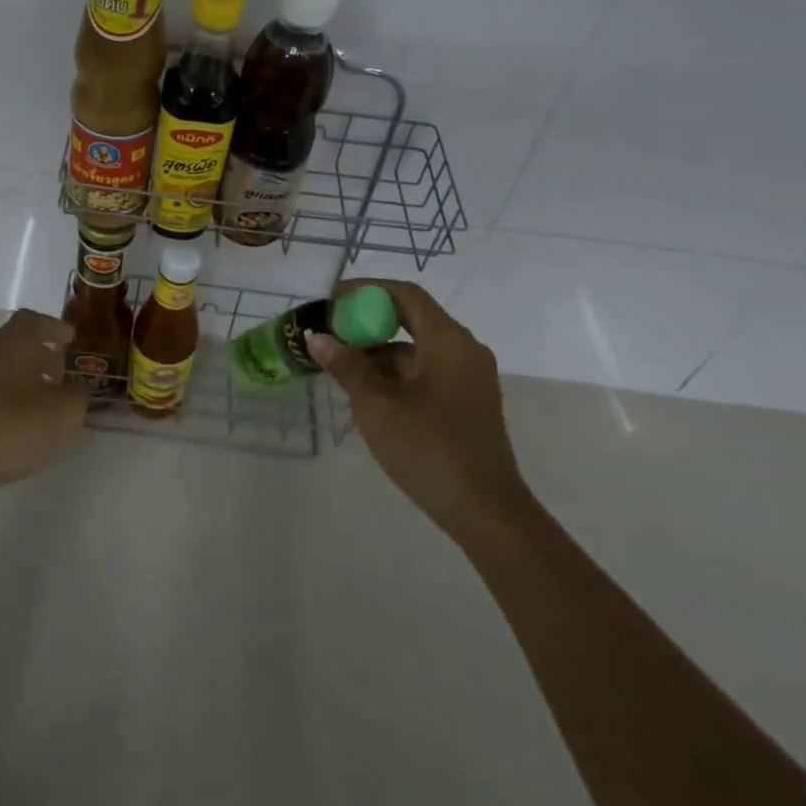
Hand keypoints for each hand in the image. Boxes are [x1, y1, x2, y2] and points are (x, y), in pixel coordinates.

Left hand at [0, 309, 89, 503]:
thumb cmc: (13, 427)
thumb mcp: (63, 413)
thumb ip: (78, 394)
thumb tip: (76, 387)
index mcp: (14, 341)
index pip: (34, 320)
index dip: (54, 327)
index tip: (71, 340)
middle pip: (18, 342)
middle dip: (42, 353)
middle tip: (63, 371)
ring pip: (5, 365)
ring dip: (27, 375)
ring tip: (48, 399)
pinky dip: (12, 395)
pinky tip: (24, 420)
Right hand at [307, 280, 529, 539]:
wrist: (487, 514)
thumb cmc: (429, 450)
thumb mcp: (377, 406)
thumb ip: (347, 366)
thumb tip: (318, 338)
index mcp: (448, 341)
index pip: (405, 295)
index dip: (367, 290)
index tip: (333, 299)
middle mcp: (464, 350)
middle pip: (412, 318)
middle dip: (369, 322)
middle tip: (332, 332)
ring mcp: (469, 378)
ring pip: (418, 348)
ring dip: (380, 351)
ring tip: (341, 366)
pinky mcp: (468, 402)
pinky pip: (427, 371)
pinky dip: (397, 373)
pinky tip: (368, 392)